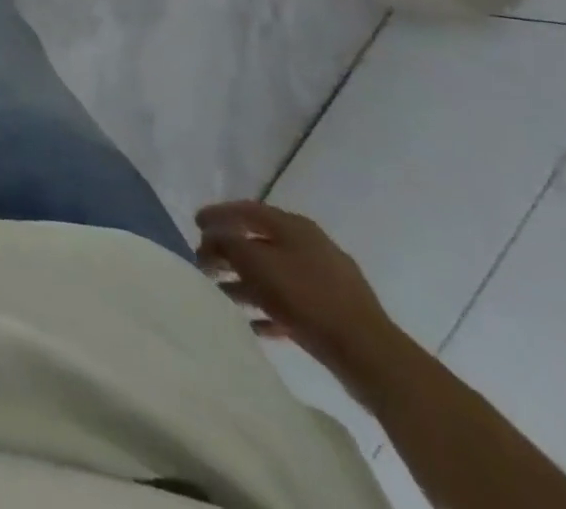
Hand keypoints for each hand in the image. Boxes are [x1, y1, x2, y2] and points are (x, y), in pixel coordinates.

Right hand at [196, 200, 402, 384]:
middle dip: (230, 251)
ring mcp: (327, 281)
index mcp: (294, 227)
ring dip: (246, 282)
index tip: (195, 223)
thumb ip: (227, 245)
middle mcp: (311, 246)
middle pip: (260, 242)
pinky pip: (293, 304)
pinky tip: (254, 324)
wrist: (371, 356)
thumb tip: (211, 239)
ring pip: (275, 275)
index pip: (247, 210)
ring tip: (222, 294)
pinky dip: (270, 309)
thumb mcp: (256, 264)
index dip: (218, 214)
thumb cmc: (307, 298)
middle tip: (204, 261)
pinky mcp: (335, 314)